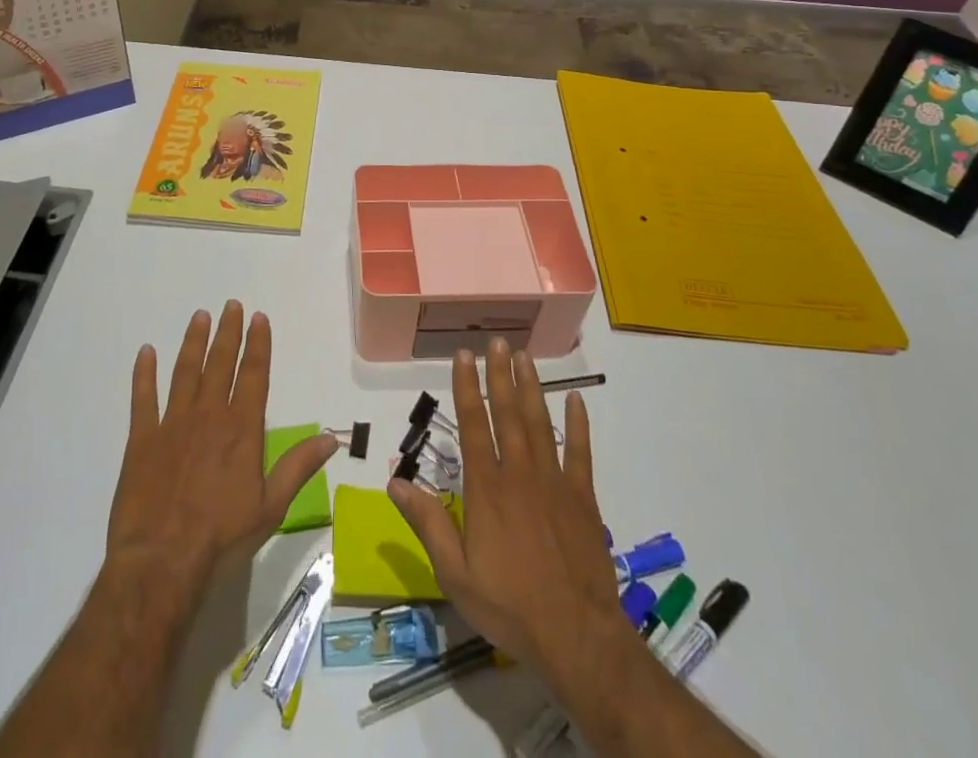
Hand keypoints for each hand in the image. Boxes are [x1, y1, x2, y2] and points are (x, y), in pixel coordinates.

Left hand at [105, 302, 336, 603]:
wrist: (162, 563)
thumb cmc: (222, 538)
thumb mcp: (271, 507)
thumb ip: (298, 467)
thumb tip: (331, 437)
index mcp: (241, 429)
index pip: (253, 375)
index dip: (258, 344)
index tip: (259, 318)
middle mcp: (209, 416)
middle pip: (220, 363)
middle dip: (228, 333)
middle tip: (231, 305)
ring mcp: (172, 424)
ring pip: (185, 371)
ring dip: (193, 342)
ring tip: (200, 316)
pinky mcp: (142, 440)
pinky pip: (143, 398)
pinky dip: (144, 374)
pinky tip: (146, 352)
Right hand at [388, 340, 622, 680]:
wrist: (576, 636)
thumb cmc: (509, 606)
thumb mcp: (456, 575)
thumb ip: (428, 524)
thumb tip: (394, 483)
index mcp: (486, 488)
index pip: (473, 425)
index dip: (466, 387)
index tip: (463, 356)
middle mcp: (518, 473)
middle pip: (507, 413)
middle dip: (499, 374)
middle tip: (496, 341)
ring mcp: (554, 481)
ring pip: (539, 422)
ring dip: (531, 387)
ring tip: (524, 356)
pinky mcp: (582, 497)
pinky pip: (580, 451)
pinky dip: (578, 423)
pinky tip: (575, 399)